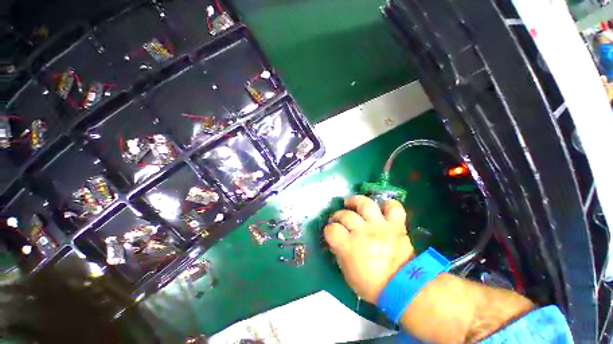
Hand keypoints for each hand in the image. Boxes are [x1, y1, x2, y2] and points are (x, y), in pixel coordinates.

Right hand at [324, 195, 413, 303]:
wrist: (402, 288)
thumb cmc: (371, 284)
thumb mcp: (347, 272)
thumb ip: (339, 252)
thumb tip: (336, 240)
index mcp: (349, 246)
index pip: (331, 230)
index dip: (329, 230)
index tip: (331, 232)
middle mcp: (363, 232)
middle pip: (345, 215)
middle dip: (338, 215)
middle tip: (340, 219)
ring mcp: (380, 226)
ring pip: (365, 204)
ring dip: (356, 201)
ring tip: (352, 203)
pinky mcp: (396, 225)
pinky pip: (393, 208)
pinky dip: (388, 205)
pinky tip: (381, 207)